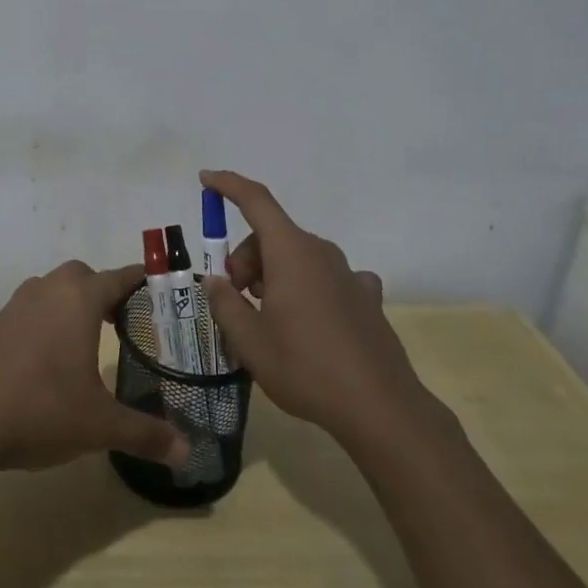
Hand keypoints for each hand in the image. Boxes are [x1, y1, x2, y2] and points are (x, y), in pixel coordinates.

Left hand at [0, 261, 189, 473]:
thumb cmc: (42, 411)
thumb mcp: (100, 427)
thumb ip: (145, 434)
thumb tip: (186, 452)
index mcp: (79, 302)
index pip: (118, 278)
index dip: (138, 281)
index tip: (154, 287)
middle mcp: (45, 293)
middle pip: (78, 275)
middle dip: (98, 290)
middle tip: (113, 320)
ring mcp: (8, 308)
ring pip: (39, 288)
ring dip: (56, 302)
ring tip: (67, 333)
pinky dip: (5, 322)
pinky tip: (8, 342)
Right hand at [198, 170, 423, 441]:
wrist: (381, 408)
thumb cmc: (306, 368)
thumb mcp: (250, 342)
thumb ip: (226, 304)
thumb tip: (216, 281)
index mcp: (291, 252)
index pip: (255, 201)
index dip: (228, 186)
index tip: (206, 179)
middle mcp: (321, 252)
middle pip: (273, 235)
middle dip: (246, 258)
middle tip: (237, 297)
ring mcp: (349, 274)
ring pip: (298, 256)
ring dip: (274, 274)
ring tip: (268, 318)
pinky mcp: (367, 297)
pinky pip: (327, 277)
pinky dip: (307, 287)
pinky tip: (309, 321)